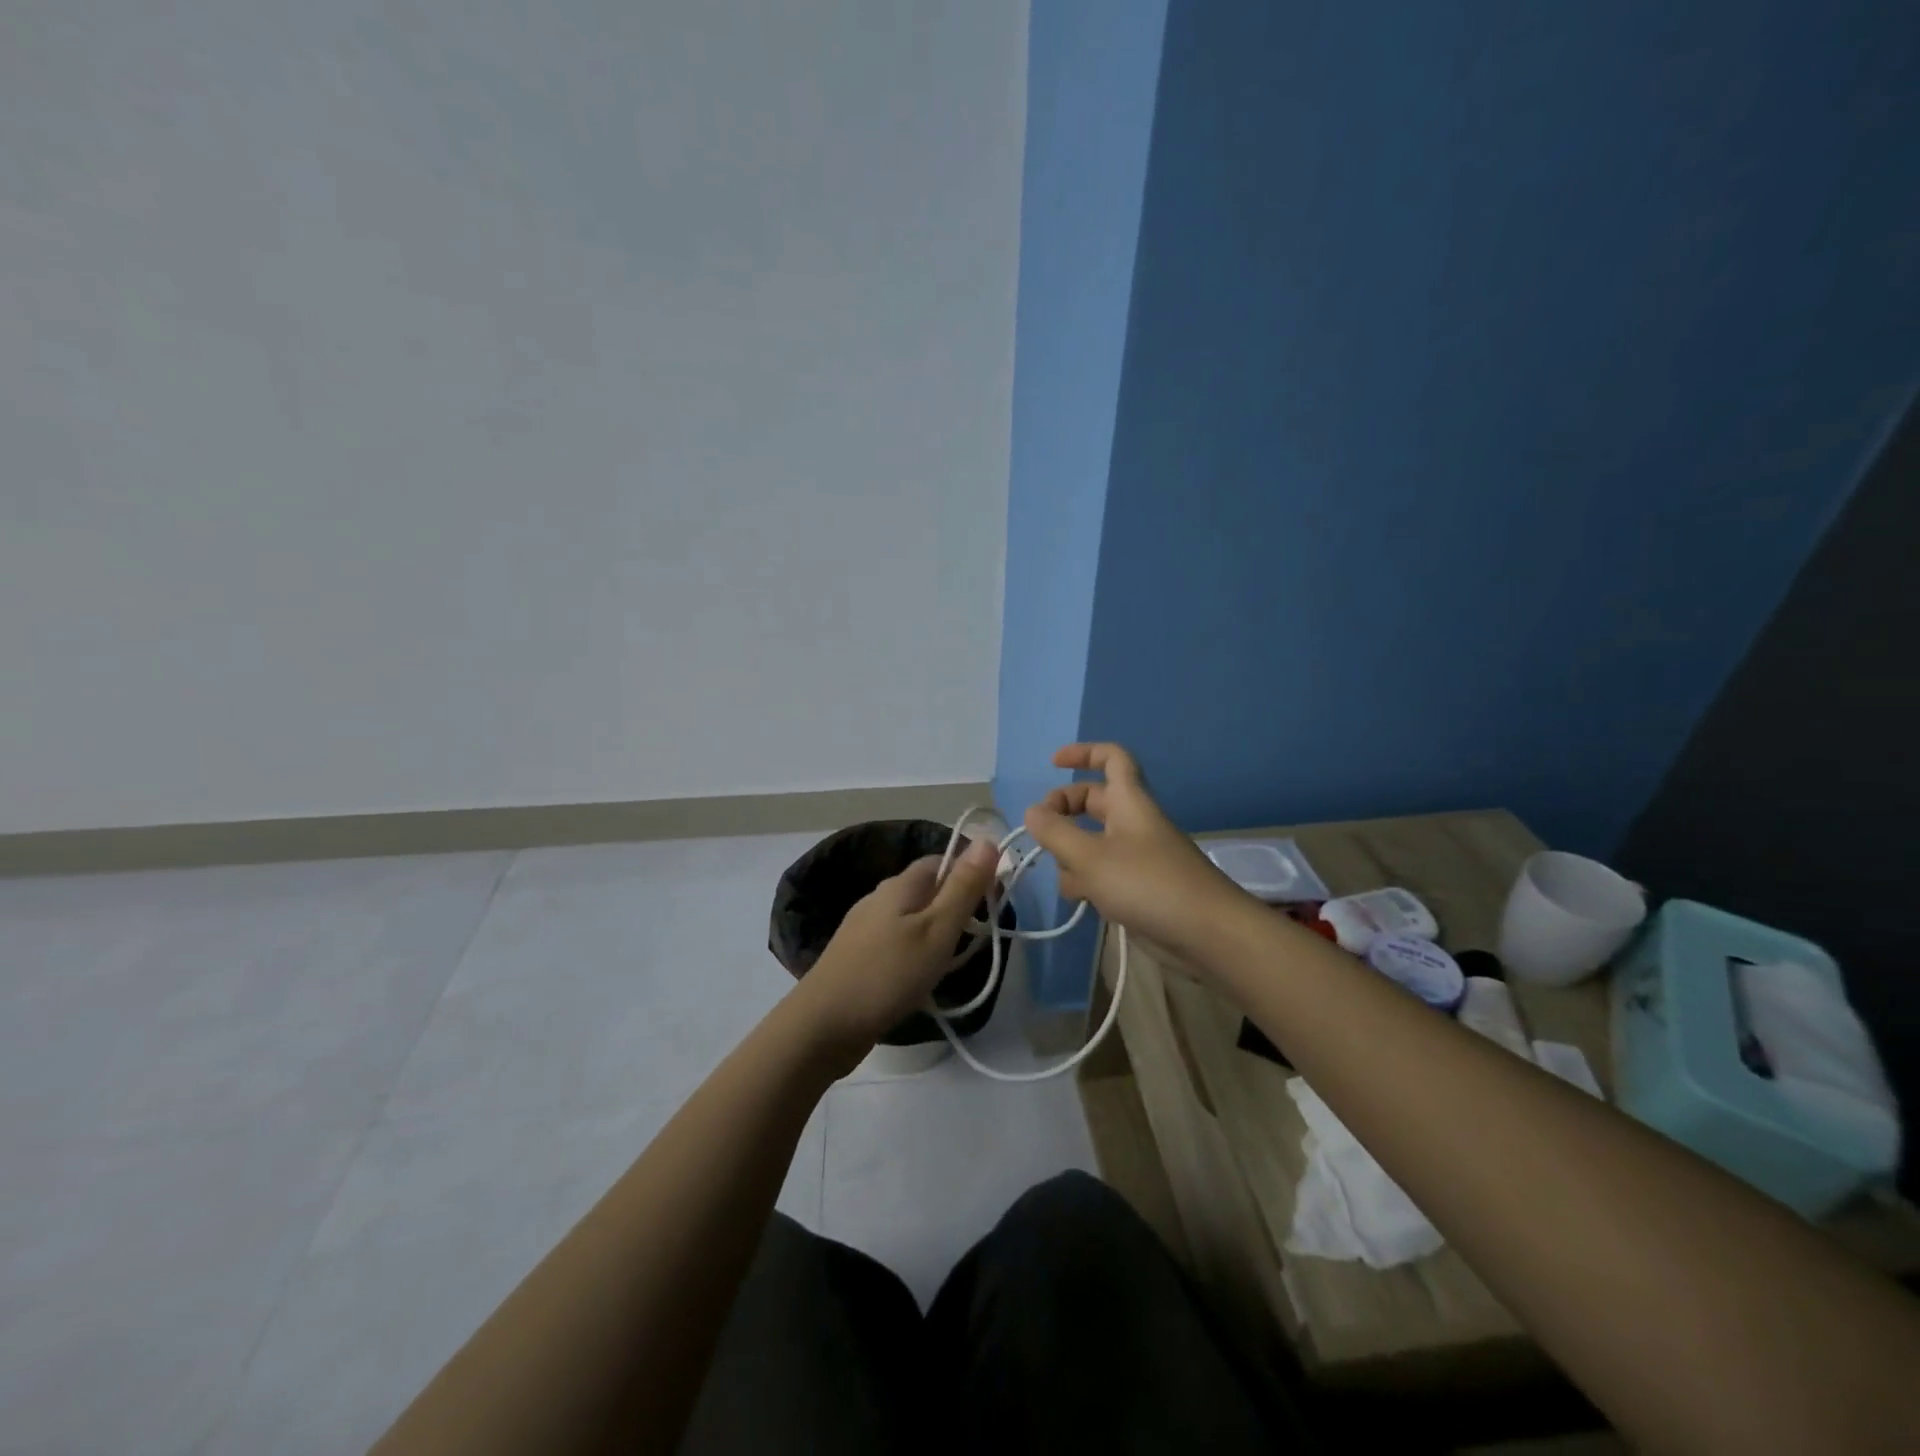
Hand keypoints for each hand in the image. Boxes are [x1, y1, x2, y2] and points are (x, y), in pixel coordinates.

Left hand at [790, 837, 999, 1070]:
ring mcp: (864, 928)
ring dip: (937, 932)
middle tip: (980, 938)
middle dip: (956, 906)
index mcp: (900, 885)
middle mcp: (879, 898)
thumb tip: (987, 838)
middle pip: (927, 889)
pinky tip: (921, 977)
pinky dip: (917, 952)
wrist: (823, 1026)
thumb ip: (963, 887)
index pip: (941, 860)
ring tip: (955, 962)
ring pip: (912, 917)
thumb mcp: (937, 930)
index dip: (971, 873)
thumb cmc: (888, 975)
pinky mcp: (857, 956)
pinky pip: (897, 942)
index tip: (995, 903)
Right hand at [1022, 743, 1247, 957]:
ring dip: (1072, 855)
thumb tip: (1032, 811)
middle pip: (1093, 802)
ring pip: (1092, 842)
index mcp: (1129, 802)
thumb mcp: (1091, 857)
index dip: (1083, 753)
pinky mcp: (1138, 887)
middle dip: (1064, 812)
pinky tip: (1083, 902)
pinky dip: (1088, 882)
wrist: (1206, 934)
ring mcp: (1137, 856)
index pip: (1111, 758)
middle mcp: (1133, 822)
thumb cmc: (1148, 884)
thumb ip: (1056, 833)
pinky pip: (1103, 873)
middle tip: (1040, 831)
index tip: (1052, 764)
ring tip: (1066, 877)